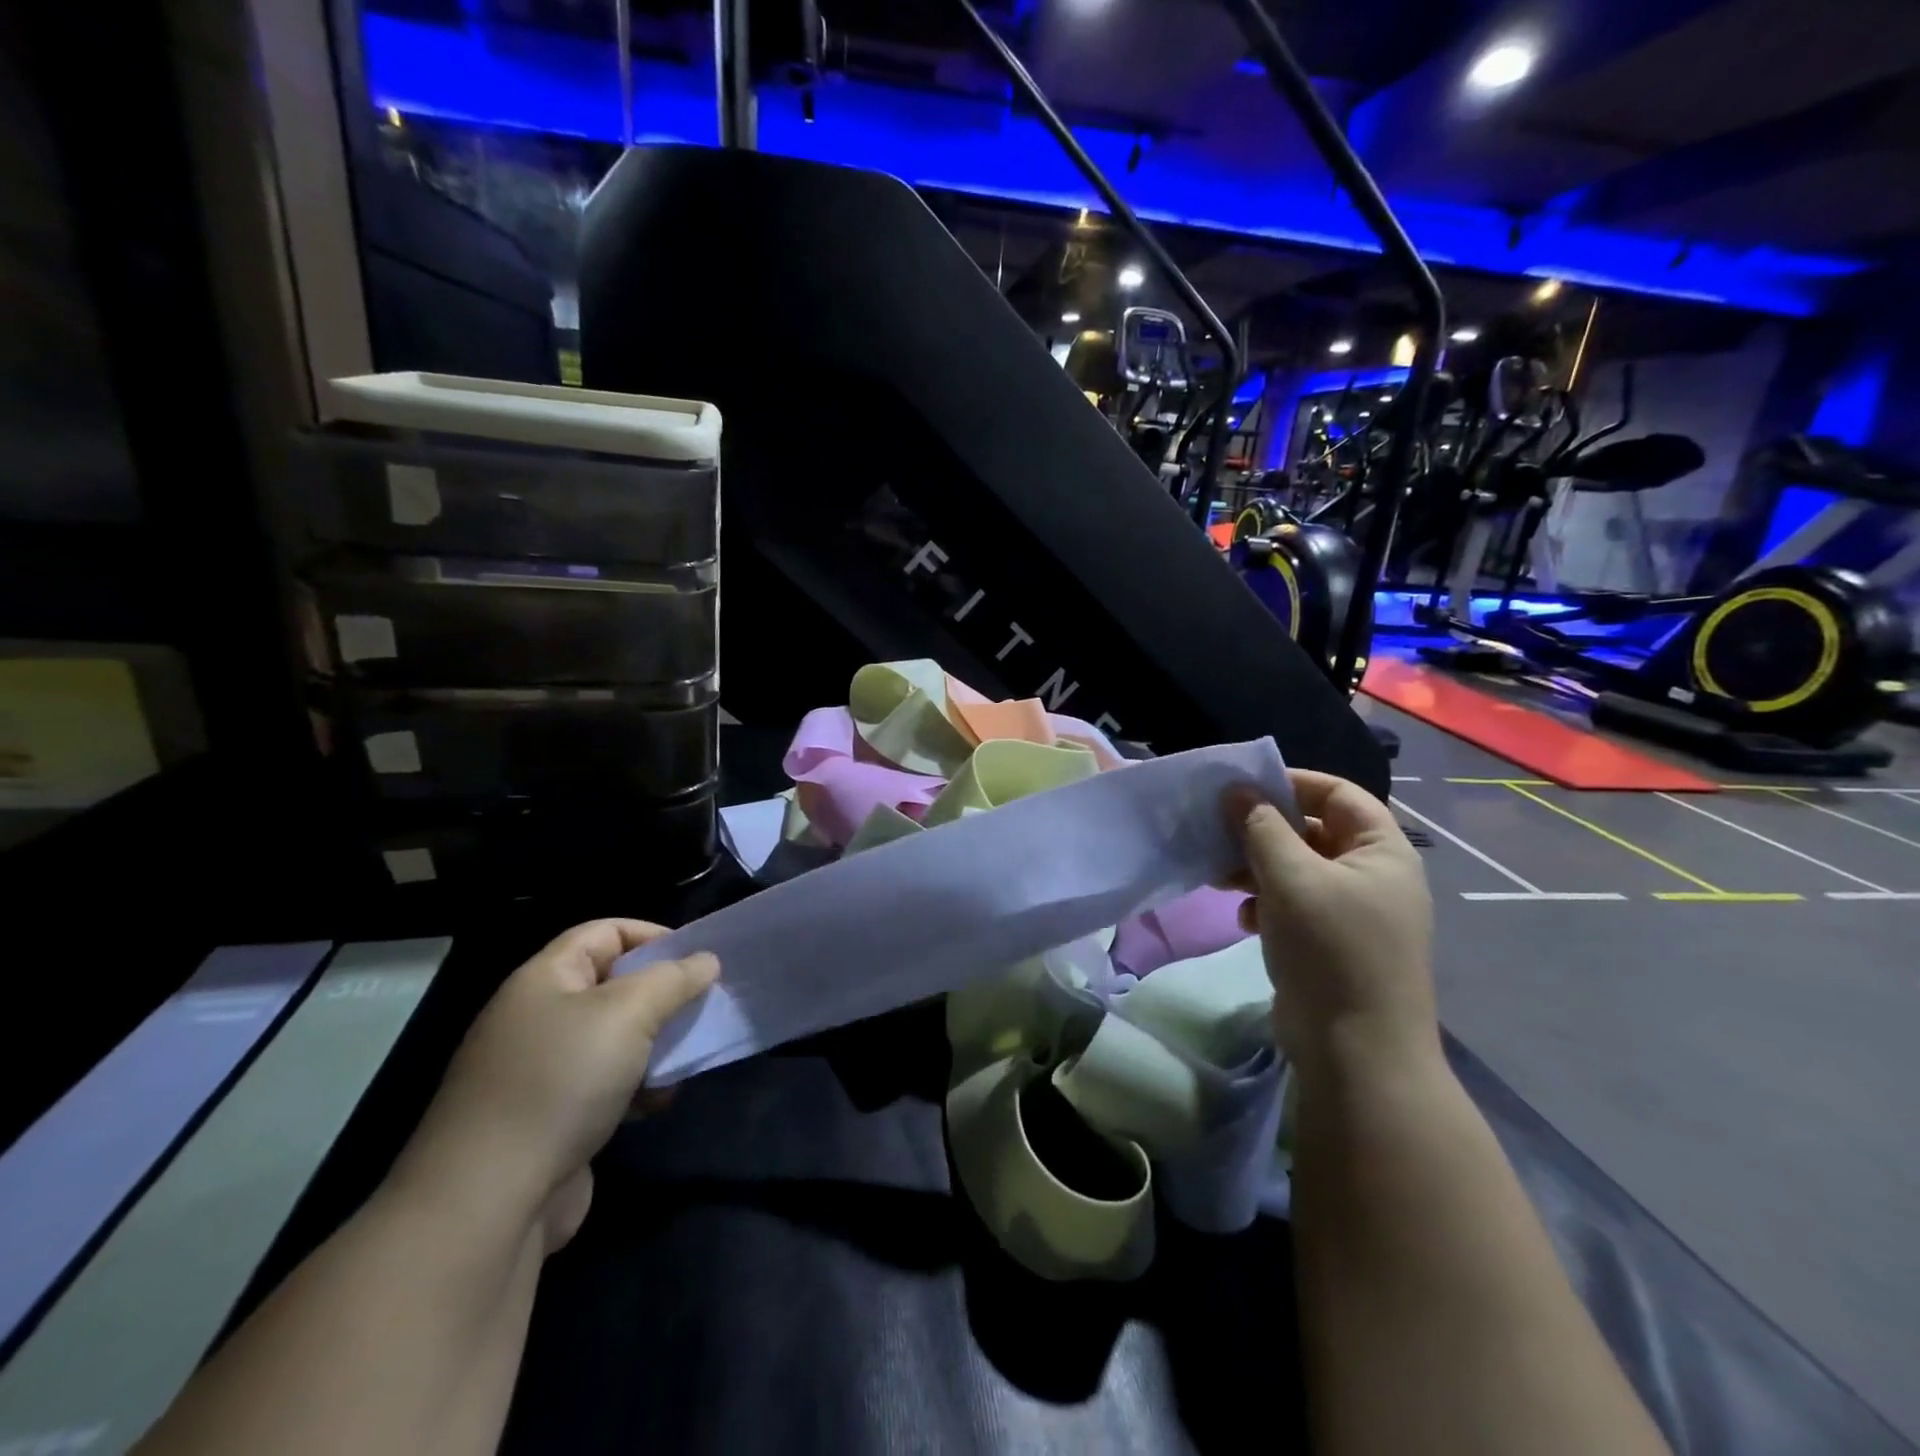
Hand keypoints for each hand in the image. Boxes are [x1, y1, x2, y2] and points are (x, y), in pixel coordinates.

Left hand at [389, 920, 718, 1253]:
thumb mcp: (628, 1014)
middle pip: (614, 985)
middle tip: (702, 1007)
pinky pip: (605, 1084)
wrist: (489, 1202)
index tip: (698, 959)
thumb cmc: (561, 1082)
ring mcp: (541, 1071)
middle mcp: (539, 1017)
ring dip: (656, 1045)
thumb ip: (673, 979)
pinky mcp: (550, 1118)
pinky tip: (657, 1104)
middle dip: (663, 994)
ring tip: (686, 1059)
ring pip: (615, 1037)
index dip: (653, 935)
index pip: (605, 932)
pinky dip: (637, 1087)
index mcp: (545, 979)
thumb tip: (706, 961)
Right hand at [1222, 770, 1437, 1085]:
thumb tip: (1235, 790)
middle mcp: (1372, 875)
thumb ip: (1260, 828)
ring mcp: (1352, 912)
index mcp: (1381, 851)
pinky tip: (1243, 917)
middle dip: (1262, 830)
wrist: (1357, 1053)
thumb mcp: (1291, 879)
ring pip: (1297, 869)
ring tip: (1218, 876)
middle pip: (1312, 830)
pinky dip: (1265, 902)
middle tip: (1217, 832)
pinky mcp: (1330, 942)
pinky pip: (1293, 905)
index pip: (1337, 793)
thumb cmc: (1331, 950)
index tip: (1240, 788)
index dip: (1290, 783)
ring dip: (1256, 867)